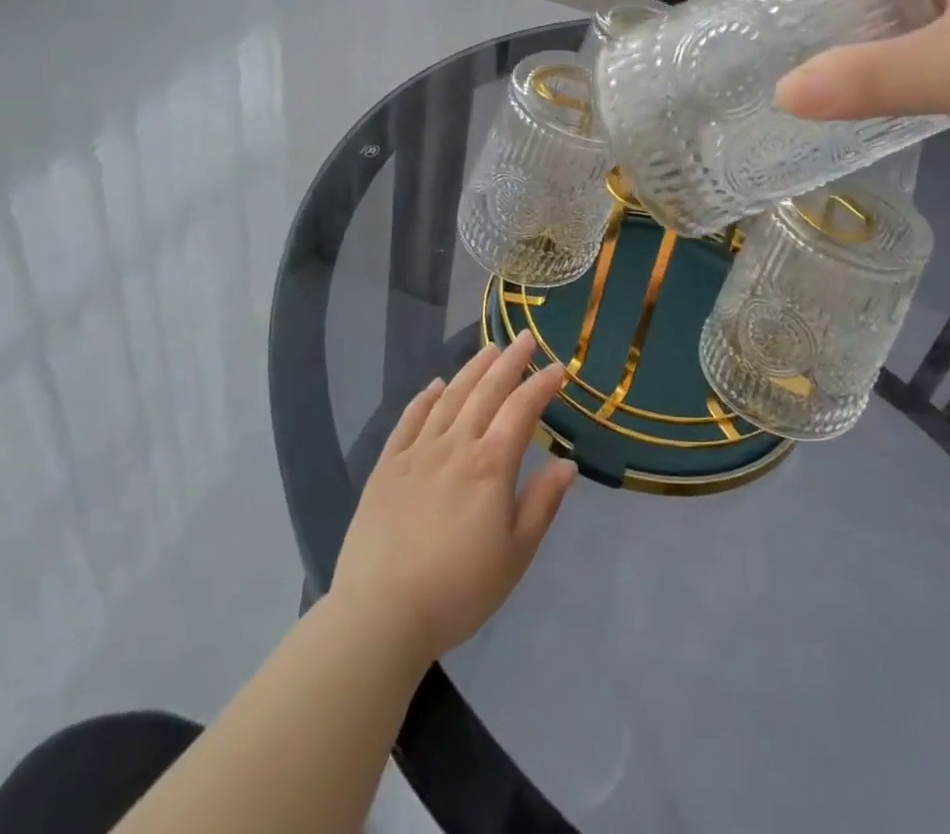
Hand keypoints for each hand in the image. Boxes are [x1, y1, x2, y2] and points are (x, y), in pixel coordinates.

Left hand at [330, 332, 576, 662]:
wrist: (382, 612)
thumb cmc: (459, 589)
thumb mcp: (516, 555)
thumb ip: (542, 504)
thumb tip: (567, 463)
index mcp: (490, 465)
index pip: (522, 410)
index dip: (541, 385)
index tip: (557, 366)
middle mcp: (455, 445)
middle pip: (486, 392)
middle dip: (509, 361)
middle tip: (524, 338)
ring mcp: (417, 451)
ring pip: (450, 397)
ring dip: (472, 369)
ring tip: (488, 349)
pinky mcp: (387, 465)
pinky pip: (410, 419)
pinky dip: (425, 398)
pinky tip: (435, 386)